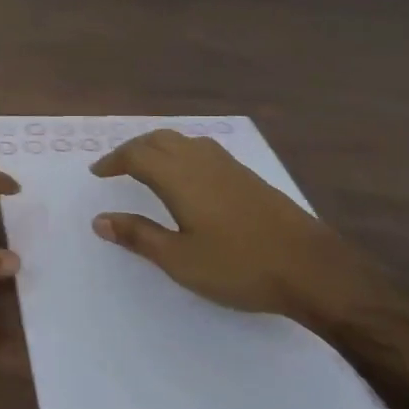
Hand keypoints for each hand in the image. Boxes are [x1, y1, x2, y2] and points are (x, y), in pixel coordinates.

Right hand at [89, 129, 383, 328]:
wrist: (311, 268)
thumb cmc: (238, 266)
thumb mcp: (180, 259)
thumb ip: (139, 236)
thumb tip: (99, 220)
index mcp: (180, 177)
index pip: (136, 155)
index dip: (113, 161)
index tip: (97, 173)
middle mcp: (201, 161)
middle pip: (159, 139)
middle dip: (132, 149)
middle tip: (116, 167)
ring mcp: (228, 166)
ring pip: (183, 140)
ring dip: (157, 146)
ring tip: (146, 166)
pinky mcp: (248, 176)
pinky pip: (203, 149)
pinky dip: (181, 152)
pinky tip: (187, 175)